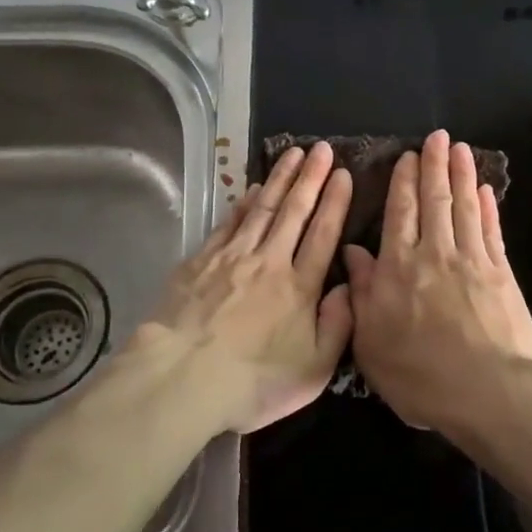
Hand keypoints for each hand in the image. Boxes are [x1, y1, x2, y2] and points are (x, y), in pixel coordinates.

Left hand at [131, 142, 353, 433]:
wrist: (182, 377)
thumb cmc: (252, 382)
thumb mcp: (313, 371)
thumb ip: (338, 326)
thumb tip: (349, 288)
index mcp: (300, 287)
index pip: (323, 234)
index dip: (335, 202)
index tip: (343, 173)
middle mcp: (270, 261)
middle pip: (295, 212)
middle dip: (311, 177)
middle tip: (322, 148)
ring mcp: (233, 257)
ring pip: (263, 209)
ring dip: (280, 179)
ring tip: (293, 154)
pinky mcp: (202, 260)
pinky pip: (229, 223)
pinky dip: (243, 203)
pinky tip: (252, 189)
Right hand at [345, 130, 531, 432]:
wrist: (488, 391)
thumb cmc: (420, 374)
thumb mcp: (370, 342)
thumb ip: (362, 292)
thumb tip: (352, 251)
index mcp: (398, 267)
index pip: (400, 212)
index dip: (403, 181)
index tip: (407, 156)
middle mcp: (434, 253)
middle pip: (434, 200)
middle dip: (434, 166)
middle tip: (437, 137)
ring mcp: (472, 260)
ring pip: (464, 206)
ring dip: (461, 175)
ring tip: (460, 149)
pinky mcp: (501, 274)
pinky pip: (491, 231)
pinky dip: (487, 208)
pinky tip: (486, 191)